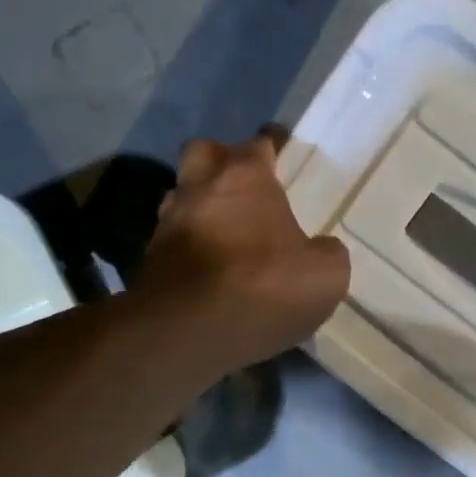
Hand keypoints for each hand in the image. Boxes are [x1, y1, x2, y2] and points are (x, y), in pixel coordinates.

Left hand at [135, 134, 350, 374]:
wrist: (190, 332)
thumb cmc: (264, 287)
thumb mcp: (325, 275)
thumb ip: (326, 253)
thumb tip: (319, 250)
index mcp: (244, 177)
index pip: (259, 144)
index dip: (272, 146)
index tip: (280, 151)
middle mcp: (199, 187)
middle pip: (204, 154)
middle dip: (220, 163)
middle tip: (241, 187)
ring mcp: (167, 223)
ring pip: (181, 198)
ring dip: (200, 208)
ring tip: (222, 233)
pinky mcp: (149, 261)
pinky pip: (173, 242)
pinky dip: (188, 249)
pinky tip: (206, 270)